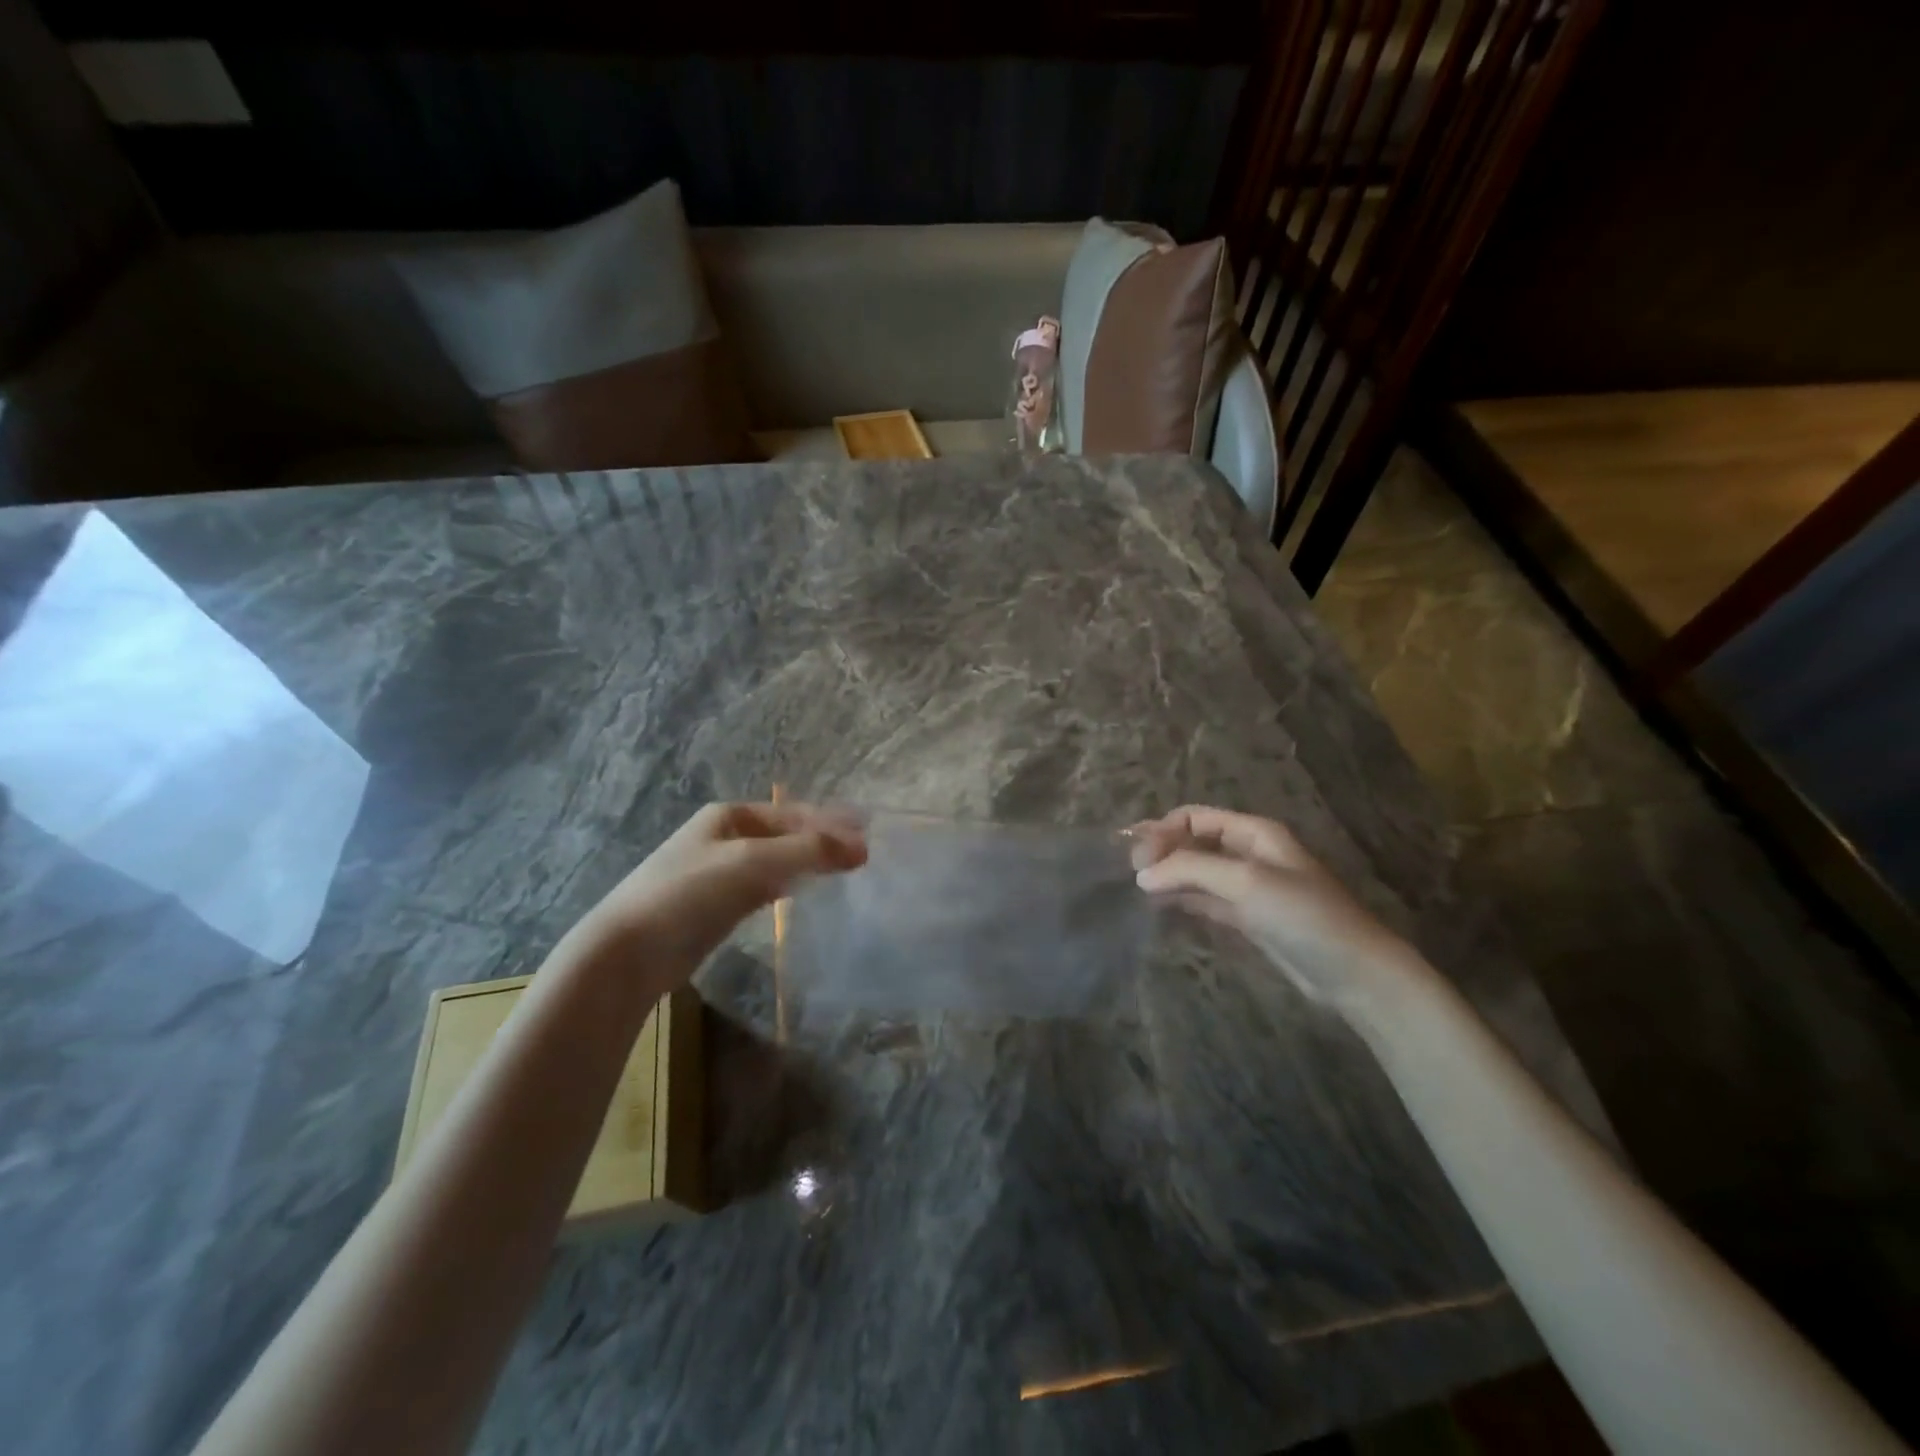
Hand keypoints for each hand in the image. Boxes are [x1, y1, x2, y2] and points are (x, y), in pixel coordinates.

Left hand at [572, 802, 866, 987]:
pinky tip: (805, 895)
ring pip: (777, 860)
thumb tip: (863, 846)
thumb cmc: (690, 893)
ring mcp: (718, 871)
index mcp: (730, 814)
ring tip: (846, 872)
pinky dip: (789, 886)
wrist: (628, 953)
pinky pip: (764, 887)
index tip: (871, 834)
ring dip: (809, 863)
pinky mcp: (716, 906)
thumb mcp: (754, 862)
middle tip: (865, 854)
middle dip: (824, 840)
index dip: (833, 822)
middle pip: (787, 833)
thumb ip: (810, 851)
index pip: (795, 812)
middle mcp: (725, 835)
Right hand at [1128, 805, 1421, 1010]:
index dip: (1163, 830)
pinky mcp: (1247, 918)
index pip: (1194, 817)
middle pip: (1193, 841)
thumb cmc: (1303, 915)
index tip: (1137, 857)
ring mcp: (1248, 887)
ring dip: (1168, 874)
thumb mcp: (1246, 882)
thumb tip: (1141, 874)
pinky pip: (1205, 899)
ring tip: (1135, 888)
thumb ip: (1191, 870)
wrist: (1354, 973)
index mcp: (1253, 832)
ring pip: (1196, 871)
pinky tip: (1158, 906)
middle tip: (1128, 871)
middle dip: (1161, 850)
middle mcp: (1248, 853)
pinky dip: (1182, 898)